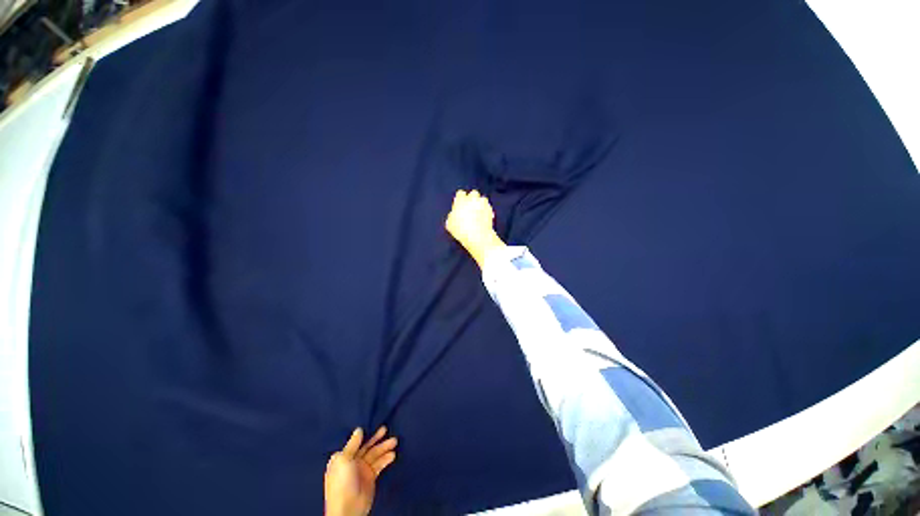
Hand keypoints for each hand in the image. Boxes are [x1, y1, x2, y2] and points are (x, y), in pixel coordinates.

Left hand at [324, 427, 397, 515]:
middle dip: (376, 439)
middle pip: (367, 447)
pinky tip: (392, 454)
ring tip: (395, 441)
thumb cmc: (342, 482)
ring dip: (384, 448)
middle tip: (386, 429)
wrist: (348, 509)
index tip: (374, 423)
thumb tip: (359, 429)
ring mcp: (362, 469)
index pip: (355, 442)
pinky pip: (379, 464)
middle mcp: (352, 461)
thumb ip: (352, 444)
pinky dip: (386, 459)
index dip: (364, 433)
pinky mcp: (370, 477)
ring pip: (375, 454)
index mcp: (342, 457)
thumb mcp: (344, 460)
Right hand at [445, 190, 505, 267]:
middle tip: (470, 207)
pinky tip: (483, 218)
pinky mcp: (490, 210)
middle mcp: (472, 199)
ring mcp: (483, 204)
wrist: (477, 236)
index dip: (460, 199)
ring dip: (480, 203)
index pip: (460, 193)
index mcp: (461, 201)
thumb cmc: (461, 230)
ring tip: (478, 212)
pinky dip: (486, 211)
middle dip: (472, 198)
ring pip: (482, 199)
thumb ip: (451, 216)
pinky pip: (488, 208)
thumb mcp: (450, 225)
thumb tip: (453, 215)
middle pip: (473, 193)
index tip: (459, 204)